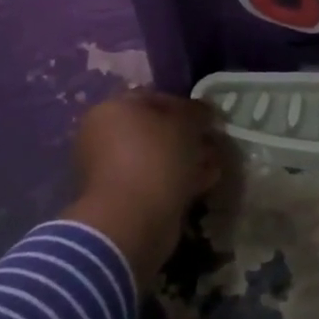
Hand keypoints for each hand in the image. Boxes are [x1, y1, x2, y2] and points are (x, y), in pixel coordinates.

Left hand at [61, 90, 224, 285]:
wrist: (131, 220)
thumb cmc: (155, 157)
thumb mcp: (185, 123)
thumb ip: (197, 112)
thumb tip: (204, 113)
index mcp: (111, 110)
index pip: (154, 98)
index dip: (186, 106)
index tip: (210, 119)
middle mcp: (104, 137)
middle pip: (155, 130)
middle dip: (188, 136)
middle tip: (213, 143)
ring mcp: (111, 170)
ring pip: (157, 158)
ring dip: (187, 159)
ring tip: (214, 164)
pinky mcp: (122, 199)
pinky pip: (156, 181)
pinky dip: (179, 180)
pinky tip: (205, 182)